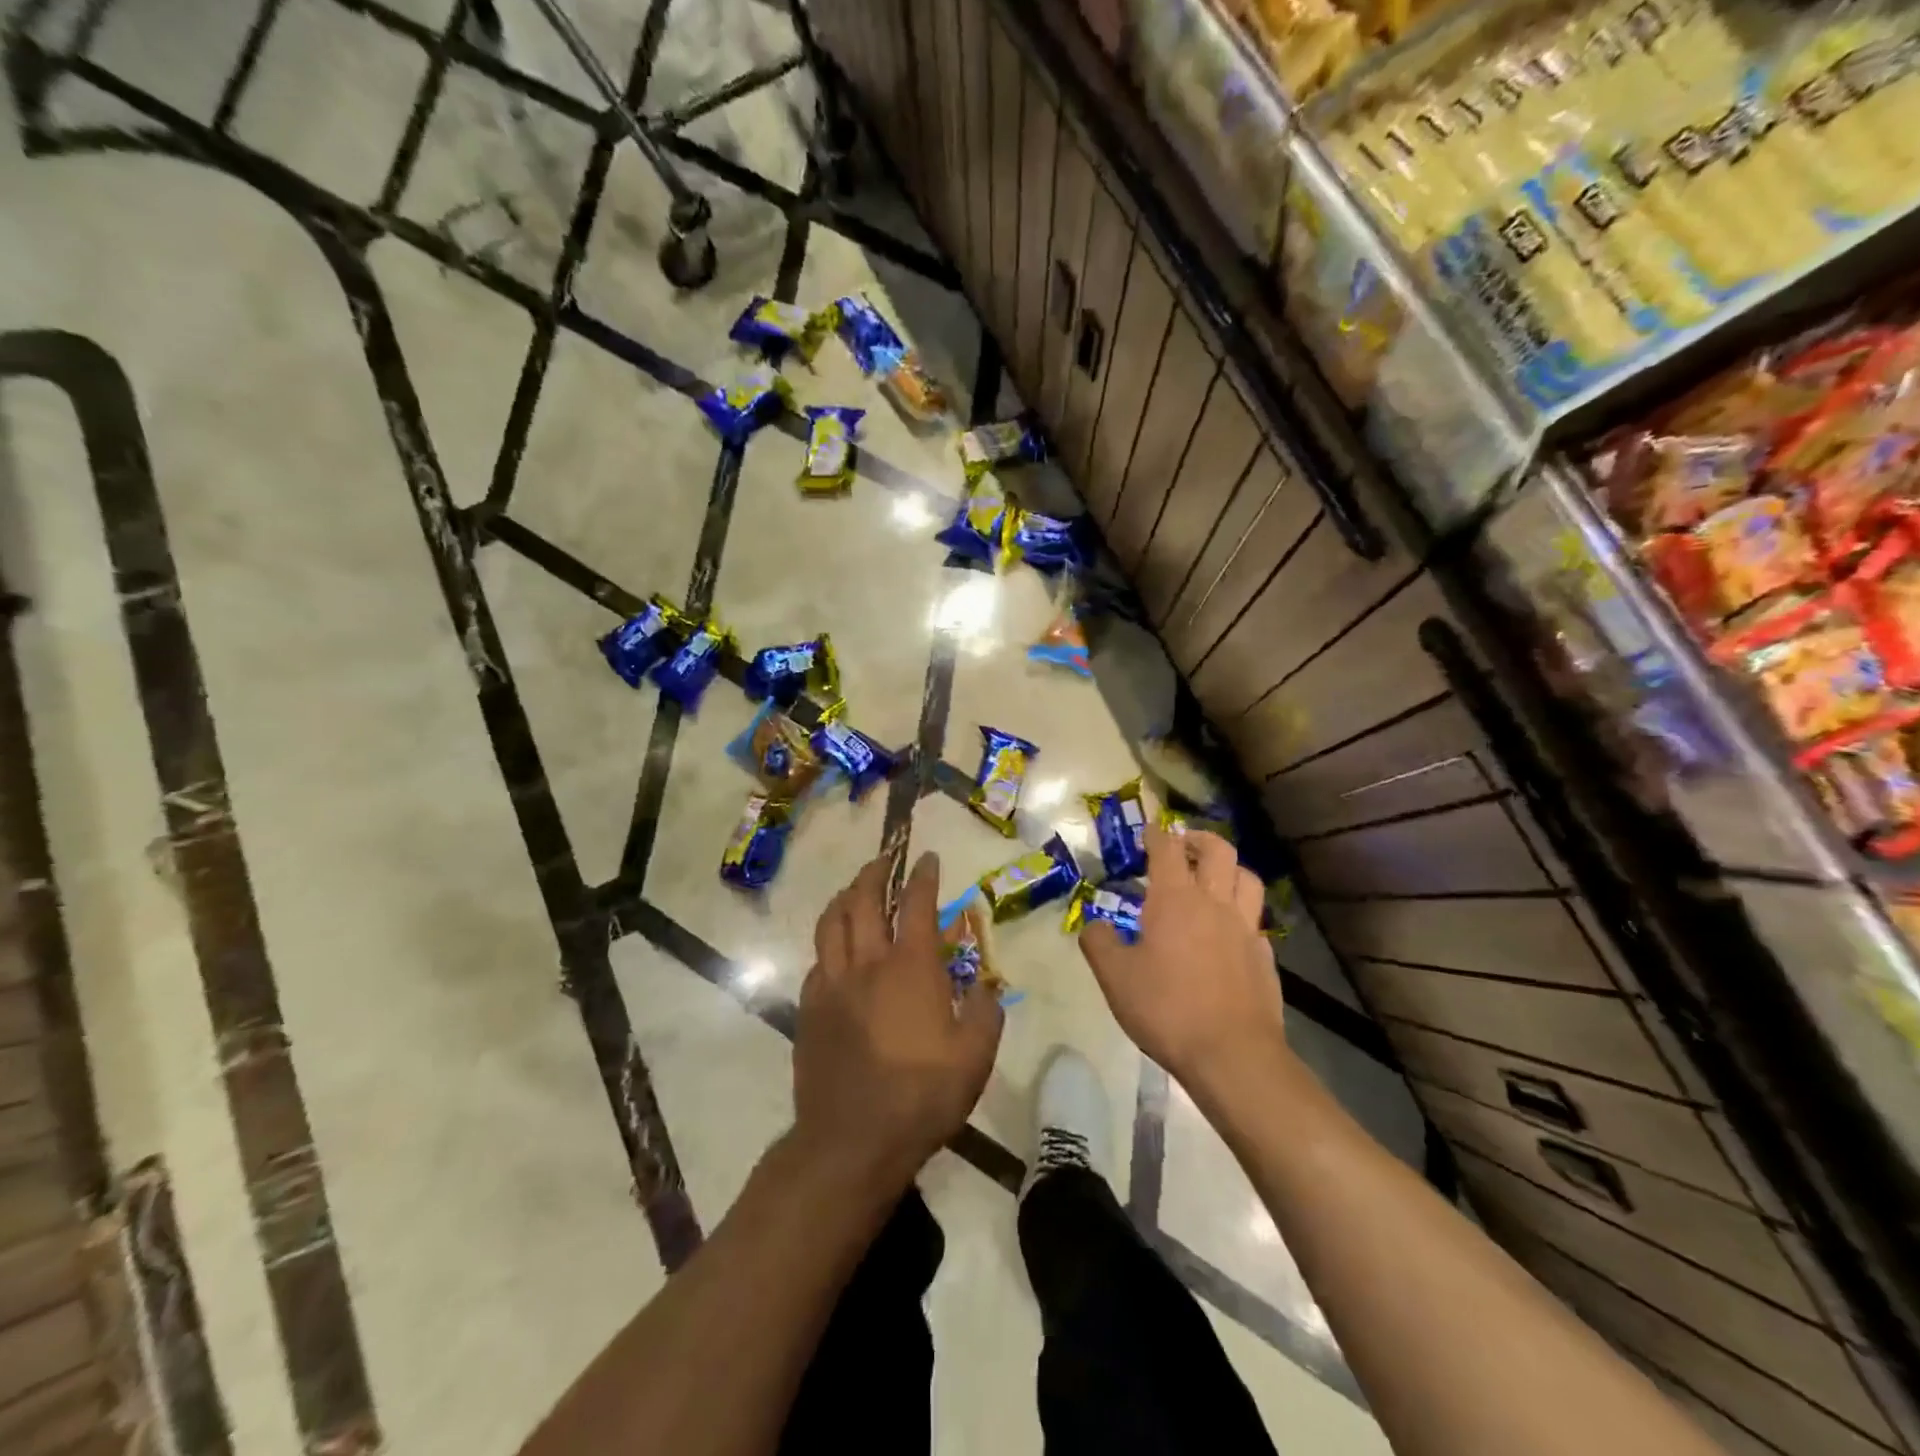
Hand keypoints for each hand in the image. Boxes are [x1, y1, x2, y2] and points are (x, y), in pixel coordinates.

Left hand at [793, 852, 1002, 1194]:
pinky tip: (836, 949)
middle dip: (875, 872)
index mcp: (911, 967)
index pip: (917, 904)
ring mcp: (832, 984)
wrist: (853, 1139)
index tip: (928, 857)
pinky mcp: (809, 1009)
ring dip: (844, 897)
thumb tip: (988, 986)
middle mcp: (868, 963)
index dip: (923, 876)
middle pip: (864, 901)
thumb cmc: (923, 1095)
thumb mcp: (975, 1056)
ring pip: (831, 923)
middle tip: (885, 858)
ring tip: (854, 889)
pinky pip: (817, 960)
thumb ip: (986, 1012)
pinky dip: (829, 942)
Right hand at [1078, 826, 1285, 1087]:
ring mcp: (1245, 928)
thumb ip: (1098, 943)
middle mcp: (1214, 903)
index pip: (1167, 850)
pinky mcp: (1265, 956)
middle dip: (1199, 839)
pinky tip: (1230, 930)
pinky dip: (1242, 911)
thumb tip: (1095, 925)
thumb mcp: (1115, 977)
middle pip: (1217, 850)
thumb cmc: (1166, 1008)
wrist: (1231, 1054)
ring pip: (1247, 878)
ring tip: (1214, 877)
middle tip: (1183, 845)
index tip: (1148, 830)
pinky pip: (1256, 919)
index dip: (1156, 834)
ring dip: (1229, 868)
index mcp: (1175, 899)